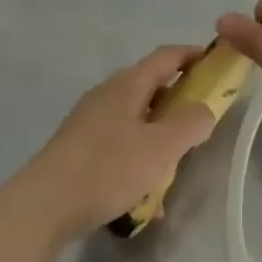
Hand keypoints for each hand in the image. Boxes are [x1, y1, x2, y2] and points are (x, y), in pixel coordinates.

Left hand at [7, 46, 218, 241]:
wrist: (44, 206)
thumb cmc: (108, 168)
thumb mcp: (161, 147)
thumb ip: (191, 123)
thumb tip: (203, 109)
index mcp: (128, 84)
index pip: (167, 56)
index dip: (194, 55)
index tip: (217, 64)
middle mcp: (107, 95)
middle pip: (152, 88)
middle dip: (180, 103)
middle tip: (202, 124)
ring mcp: (90, 121)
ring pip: (137, 121)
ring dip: (160, 139)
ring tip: (176, 169)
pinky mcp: (79, 149)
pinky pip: (120, 147)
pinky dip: (138, 163)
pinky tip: (146, 200)